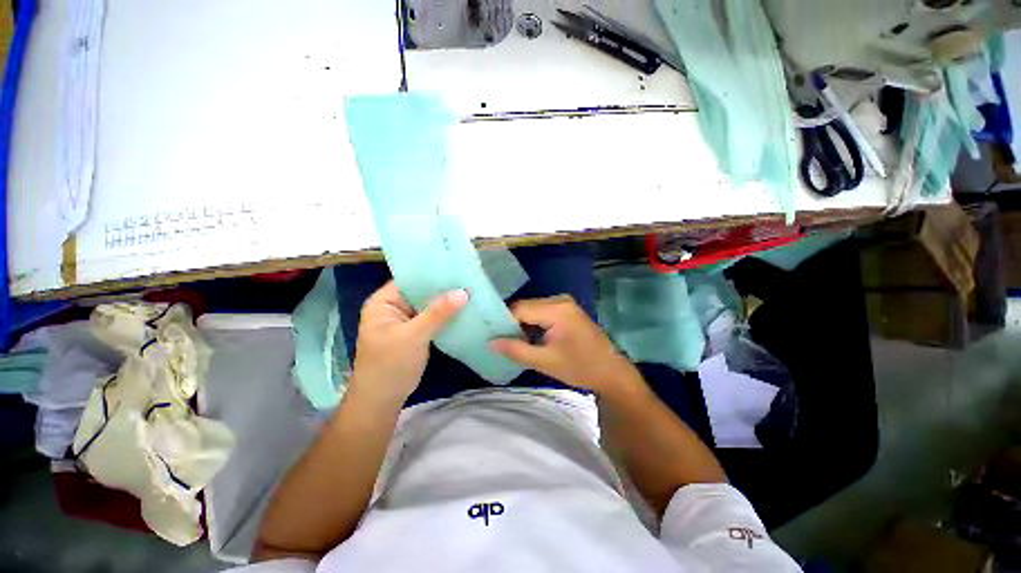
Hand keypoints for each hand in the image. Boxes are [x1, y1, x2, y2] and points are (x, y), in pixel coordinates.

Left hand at [349, 281, 467, 407]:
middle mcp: (394, 307)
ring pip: (429, 305)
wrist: (382, 401)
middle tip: (470, 278)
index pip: (411, 279)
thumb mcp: (414, 336)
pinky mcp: (416, 332)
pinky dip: (446, 315)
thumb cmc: (390, 365)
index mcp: (384, 302)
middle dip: (444, 287)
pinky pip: (433, 318)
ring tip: (472, 290)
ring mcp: (406, 320)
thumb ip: (438, 313)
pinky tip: (464, 310)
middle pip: (421, 291)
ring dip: (447, 302)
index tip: (458, 267)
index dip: (433, 273)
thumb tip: (464, 292)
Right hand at [491, 296, 642, 398]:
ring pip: (532, 309)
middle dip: (512, 324)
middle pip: (525, 307)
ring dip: (522, 325)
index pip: (520, 308)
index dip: (504, 322)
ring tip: (513, 342)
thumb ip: (516, 350)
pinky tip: (529, 338)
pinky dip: (533, 324)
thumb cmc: (580, 367)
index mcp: (557, 309)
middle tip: (501, 342)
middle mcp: (560, 300)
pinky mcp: (567, 309)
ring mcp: (565, 303)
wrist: (611, 372)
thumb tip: (490, 342)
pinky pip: (542, 312)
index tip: (493, 337)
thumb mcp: (545, 361)